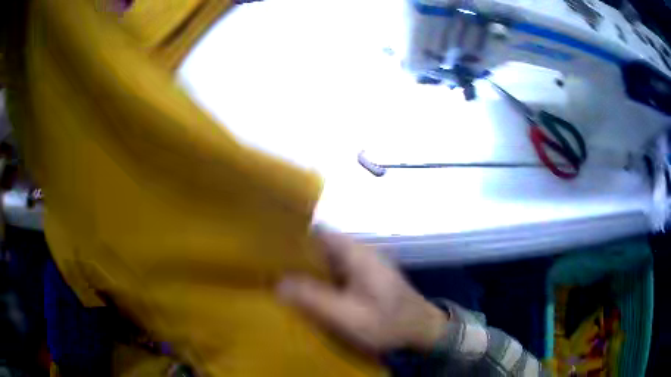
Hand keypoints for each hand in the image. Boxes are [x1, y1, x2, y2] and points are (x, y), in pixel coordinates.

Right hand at [277, 229, 447, 353]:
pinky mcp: (364, 276)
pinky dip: (318, 277)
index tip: (267, 246)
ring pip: (325, 258)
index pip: (317, 231)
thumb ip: (314, 299)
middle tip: (267, 266)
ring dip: (305, 267)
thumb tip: (278, 283)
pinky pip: (334, 270)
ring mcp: (362, 264)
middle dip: (294, 253)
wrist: (421, 328)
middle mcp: (358, 251)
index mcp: (355, 253)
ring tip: (278, 277)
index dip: (292, 235)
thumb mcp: (349, 316)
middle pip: (319, 244)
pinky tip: (305, 290)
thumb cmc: (387, 322)